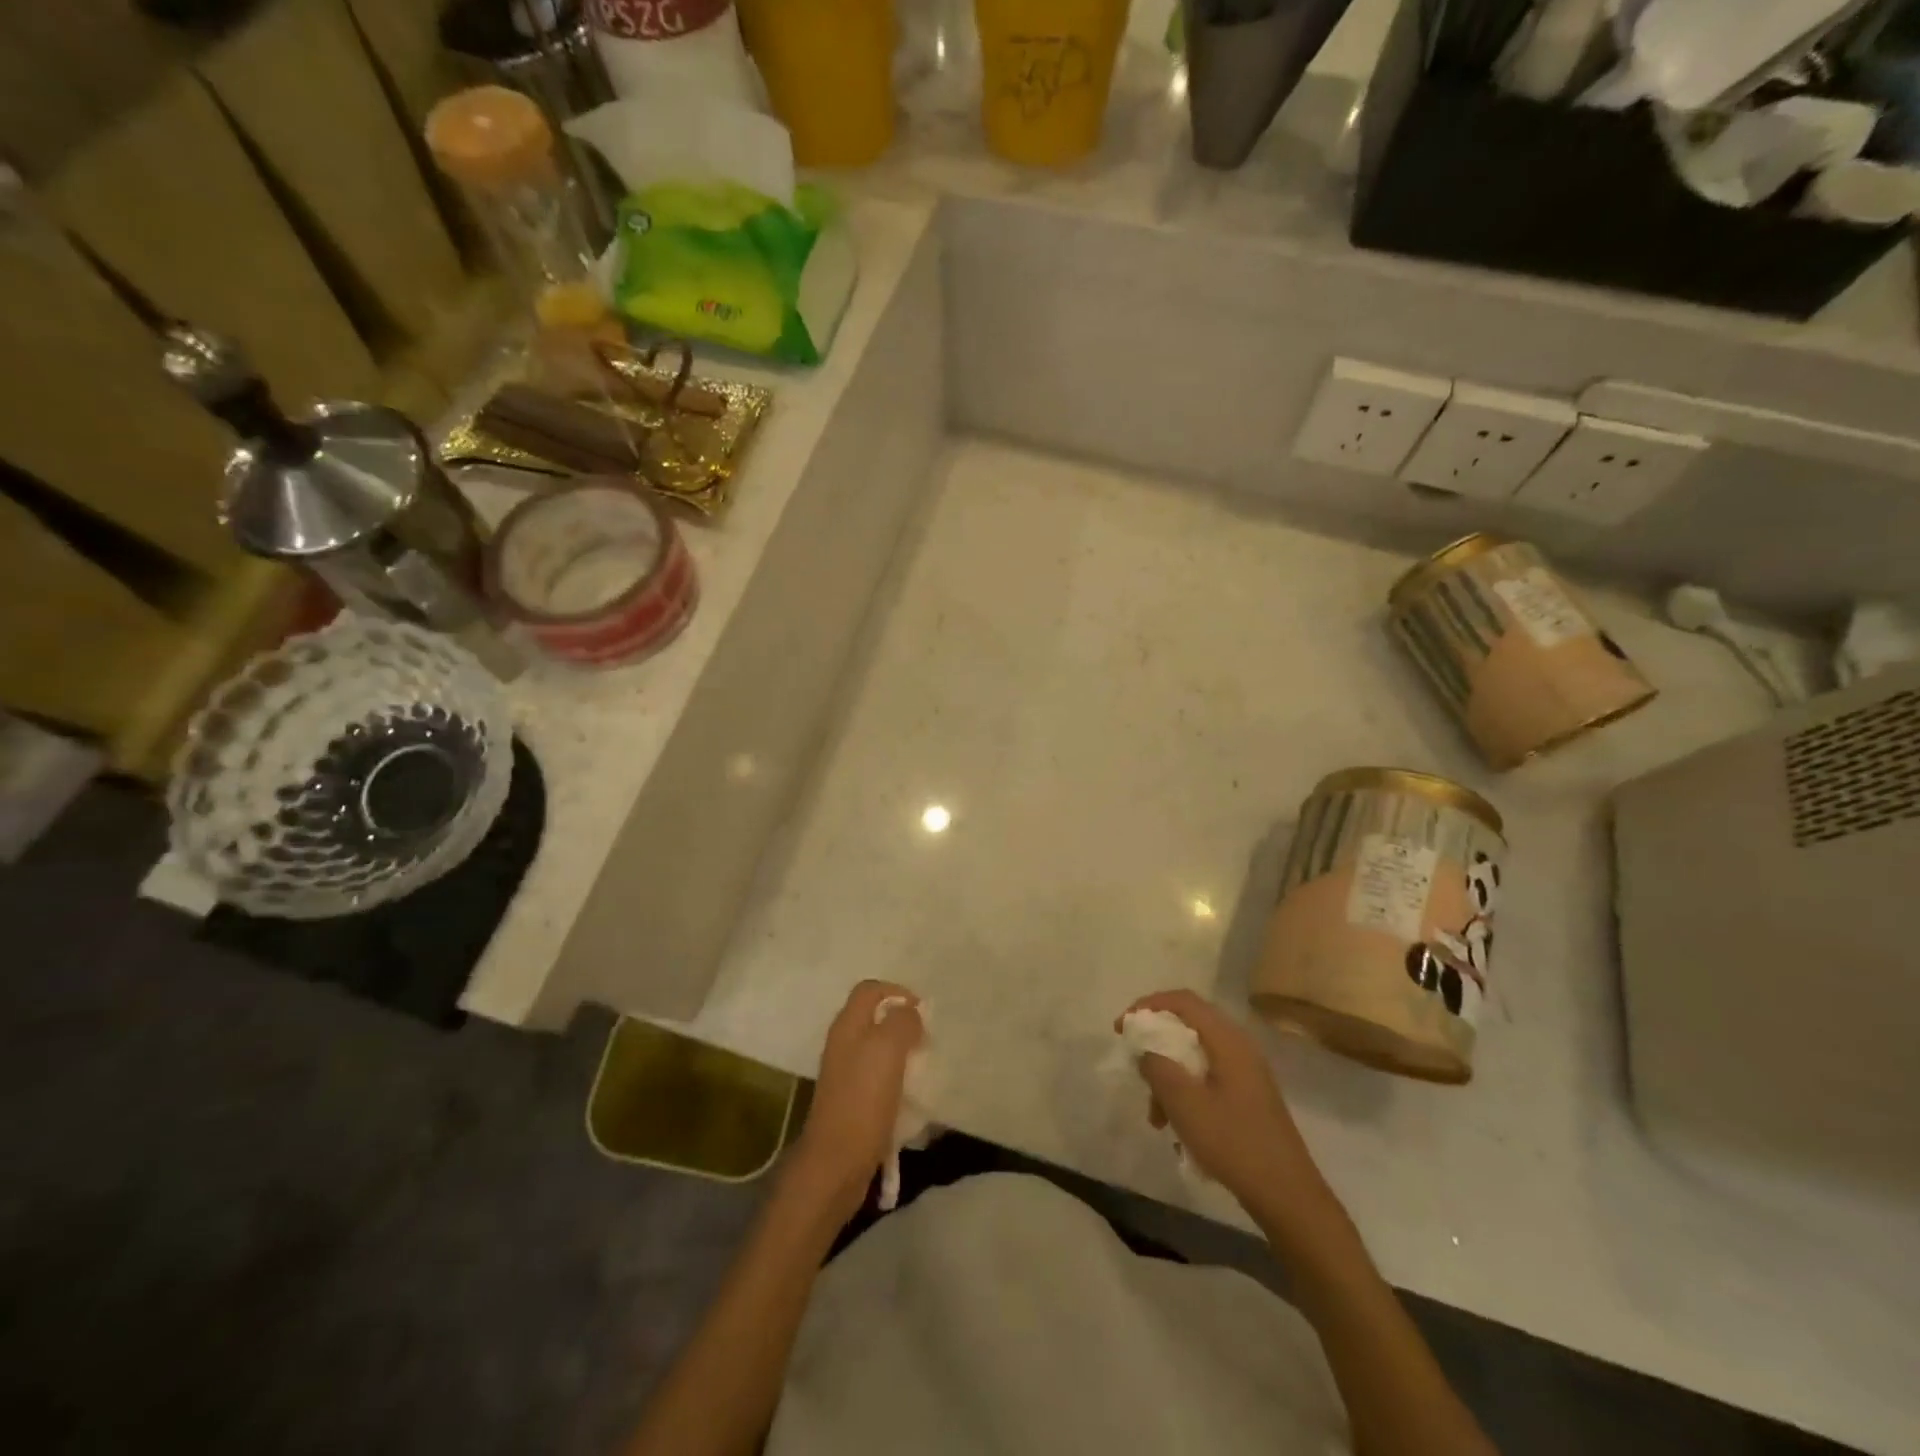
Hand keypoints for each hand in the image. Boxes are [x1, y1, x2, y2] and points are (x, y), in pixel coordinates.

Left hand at [788, 980, 922, 1223]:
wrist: (836, 1163)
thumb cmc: (863, 1100)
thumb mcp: (887, 1050)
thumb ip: (901, 1022)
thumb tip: (910, 1012)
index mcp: (847, 1026)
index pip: (870, 989)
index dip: (897, 992)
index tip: (922, 1011)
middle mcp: (843, 1044)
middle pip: (874, 1018)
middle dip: (903, 1023)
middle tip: (926, 1040)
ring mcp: (846, 1073)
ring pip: (878, 1048)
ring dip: (902, 1052)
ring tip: (923, 1066)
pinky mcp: (852, 1100)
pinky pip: (878, 1077)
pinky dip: (896, 1078)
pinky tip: (911, 1094)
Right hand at [1117, 991, 1335, 1227]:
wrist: (1287, 1196)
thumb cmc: (1233, 1143)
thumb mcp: (1184, 1103)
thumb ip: (1157, 1067)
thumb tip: (1146, 1049)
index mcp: (1228, 1040)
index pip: (1183, 1001)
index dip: (1148, 1005)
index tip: (1122, 1027)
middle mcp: (1240, 1047)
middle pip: (1188, 1027)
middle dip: (1156, 1045)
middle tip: (1135, 1066)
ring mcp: (1247, 1073)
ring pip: (1195, 1057)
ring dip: (1169, 1077)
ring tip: (1155, 1116)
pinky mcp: (1248, 1096)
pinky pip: (1207, 1079)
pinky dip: (1186, 1093)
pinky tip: (1177, 1127)